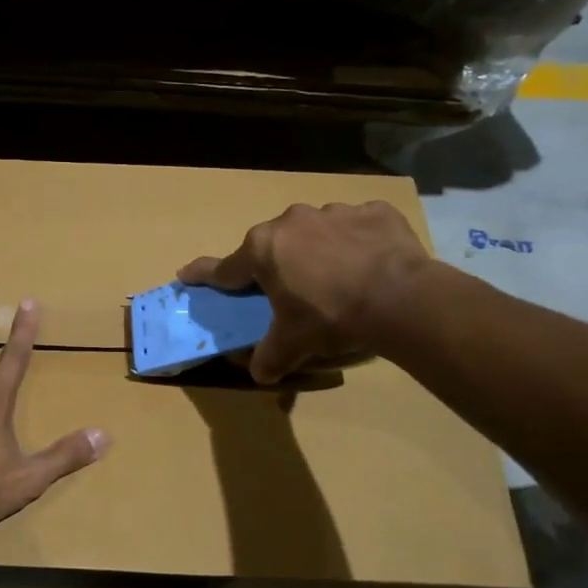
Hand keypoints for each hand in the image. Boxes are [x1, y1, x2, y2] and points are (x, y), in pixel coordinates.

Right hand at [178, 201, 432, 384]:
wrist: (401, 298)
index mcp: (263, 250)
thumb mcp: (294, 343)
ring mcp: (334, 212)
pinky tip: (371, 262)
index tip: (186, 273)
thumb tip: (260, 375)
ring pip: (315, 231)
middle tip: (291, 290)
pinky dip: (358, 241)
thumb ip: (271, 357)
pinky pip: (357, 226)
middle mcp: (291, 222)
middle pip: (273, 245)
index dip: (204, 274)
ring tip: (338, 277)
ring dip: (318, 250)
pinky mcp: (374, 212)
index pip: (224, 267)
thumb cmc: (331, 317)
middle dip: (277, 263)